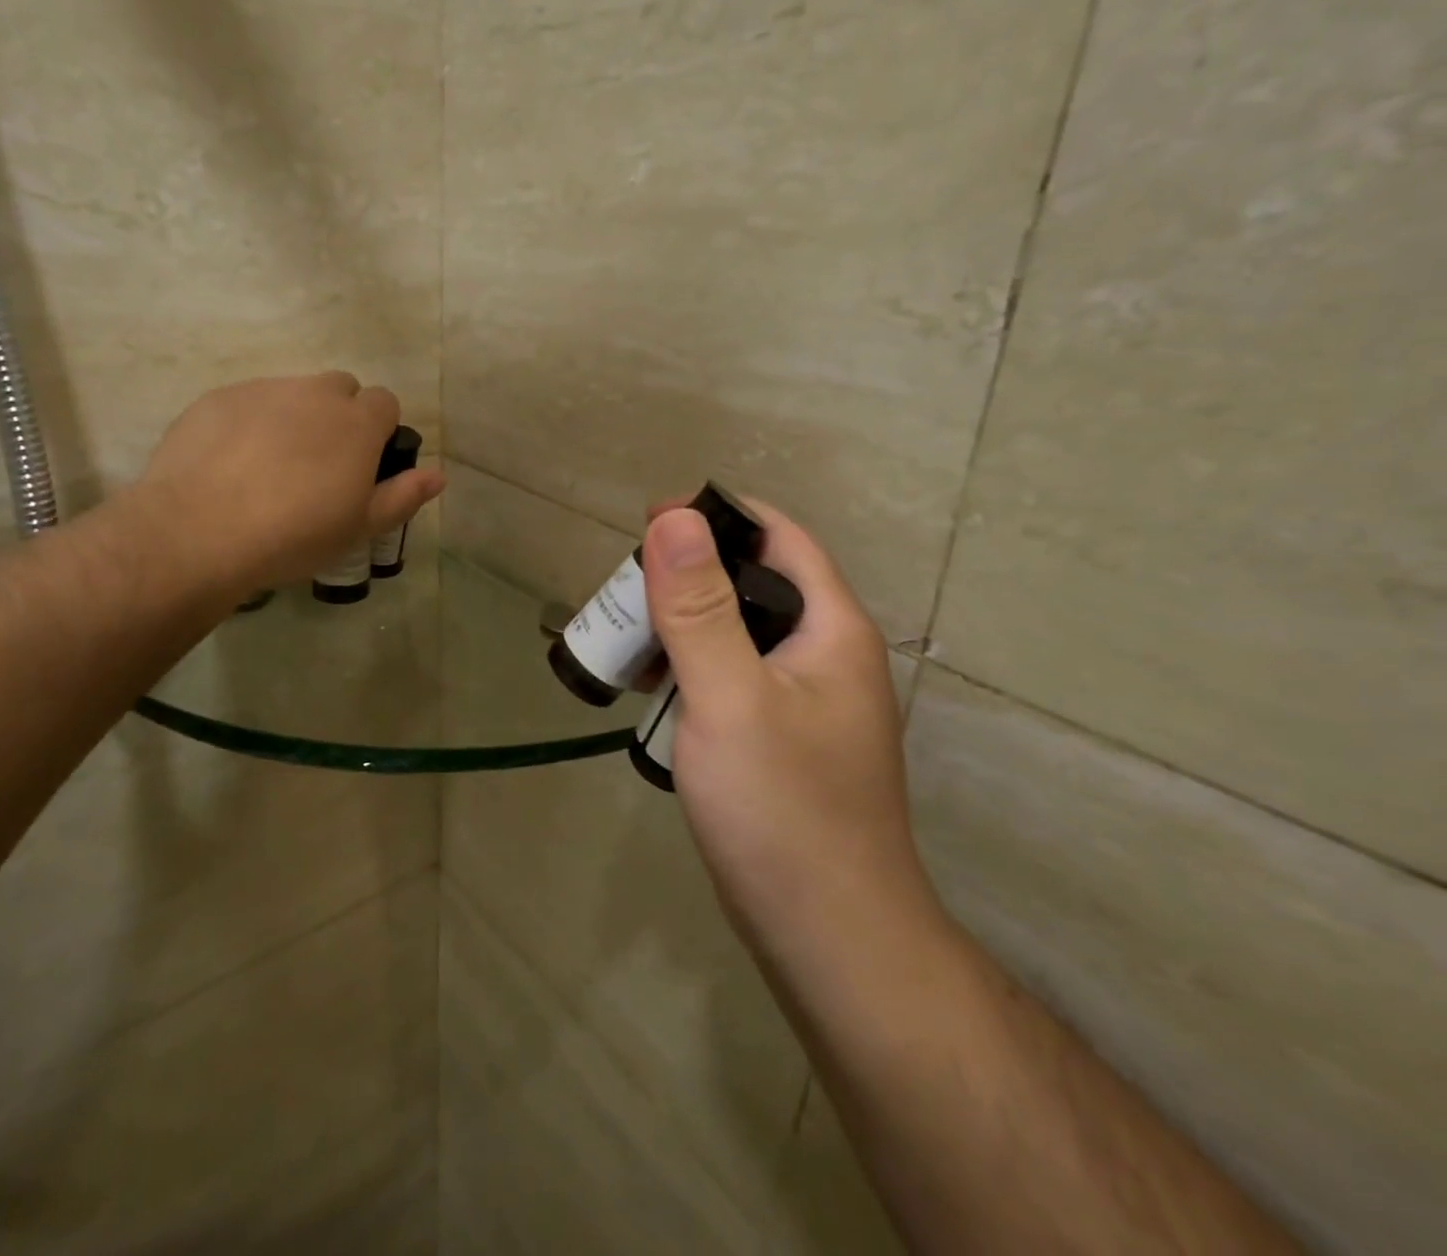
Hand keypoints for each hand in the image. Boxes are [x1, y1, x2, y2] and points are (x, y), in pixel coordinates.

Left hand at [127, 372, 443, 593]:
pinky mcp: (218, 398)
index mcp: (356, 423)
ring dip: (295, 417)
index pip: (385, 402)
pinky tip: (232, 464)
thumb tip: (439, 475)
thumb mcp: (359, 527)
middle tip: (320, 466)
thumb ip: (403, 496)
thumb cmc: (294, 535)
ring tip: (271, 467)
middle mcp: (314, 394)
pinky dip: (251, 423)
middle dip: (339, 415)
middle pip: (340, 388)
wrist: (199, 531)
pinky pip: (248, 401)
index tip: (363, 466)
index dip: (379, 431)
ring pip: (293, 392)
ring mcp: (262, 390)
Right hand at [641, 501, 929, 948]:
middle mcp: (825, 654)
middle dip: (688, 575)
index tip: (649, 523)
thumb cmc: (782, 809)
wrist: (828, 937)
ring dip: (683, 623)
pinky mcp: (781, 738)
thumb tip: (675, 517)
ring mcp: (805, 700)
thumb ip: (700, 607)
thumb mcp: (730, 697)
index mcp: (831, 628)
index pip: (778, 538)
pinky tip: (651, 688)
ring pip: (738, 633)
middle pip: (753, 583)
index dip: (717, 518)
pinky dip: (690, 668)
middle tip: (624, 590)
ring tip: (626, 637)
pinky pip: (732, 677)